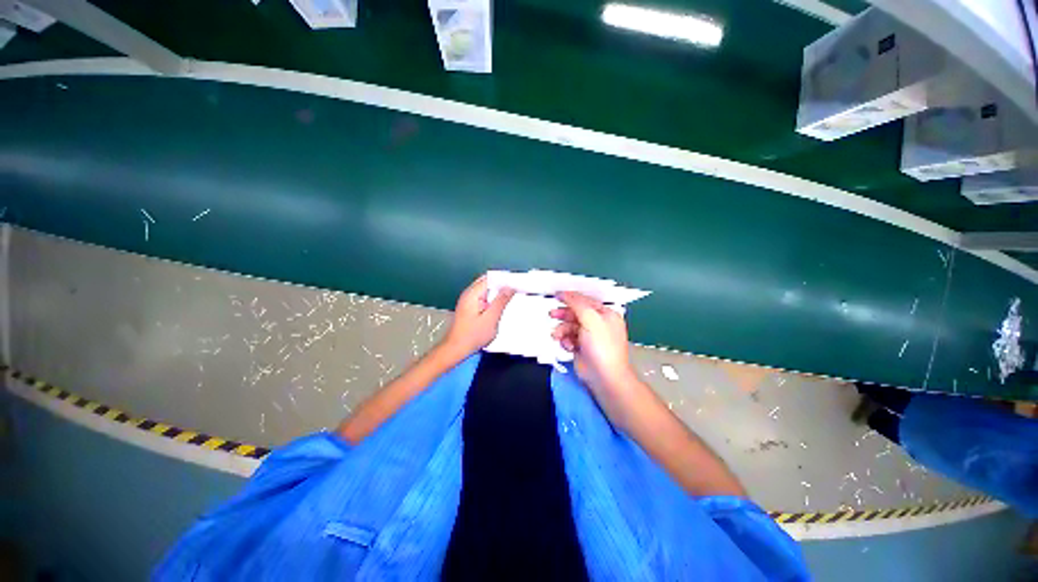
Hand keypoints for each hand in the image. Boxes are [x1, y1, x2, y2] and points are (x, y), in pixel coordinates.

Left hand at [441, 275, 514, 357]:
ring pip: (486, 291)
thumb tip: (509, 288)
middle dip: (502, 286)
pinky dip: (492, 301)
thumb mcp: (491, 318)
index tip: (517, 283)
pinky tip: (499, 308)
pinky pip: (484, 298)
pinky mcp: (470, 308)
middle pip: (488, 283)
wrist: (456, 349)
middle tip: (516, 291)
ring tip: (510, 299)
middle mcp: (469, 294)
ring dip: (497, 294)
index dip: (504, 279)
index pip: (491, 278)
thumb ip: (501, 301)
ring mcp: (468, 301)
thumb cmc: (472, 336)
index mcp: (472, 294)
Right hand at [551, 291, 644, 425]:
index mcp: (605, 314)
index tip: (556, 295)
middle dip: (564, 314)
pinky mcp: (581, 348)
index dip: (571, 297)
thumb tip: (565, 293)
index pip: (586, 301)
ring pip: (570, 326)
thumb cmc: (601, 346)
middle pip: (576, 313)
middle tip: (552, 314)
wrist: (604, 377)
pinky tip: (567, 346)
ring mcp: (589, 337)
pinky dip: (565, 341)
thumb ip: (577, 304)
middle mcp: (598, 324)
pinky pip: (568, 338)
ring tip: (557, 336)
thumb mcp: (591, 319)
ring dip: (562, 330)